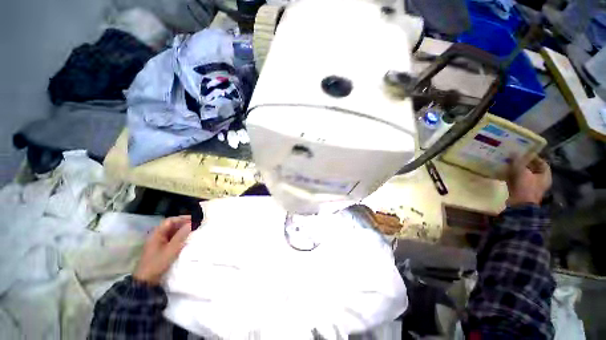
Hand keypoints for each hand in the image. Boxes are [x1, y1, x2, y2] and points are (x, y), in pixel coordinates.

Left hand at [133, 216, 191, 284]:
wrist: (146, 281)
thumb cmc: (157, 263)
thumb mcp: (171, 249)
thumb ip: (181, 236)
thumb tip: (191, 223)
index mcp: (157, 234)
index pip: (170, 221)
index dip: (182, 218)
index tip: (195, 219)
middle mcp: (157, 236)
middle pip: (172, 225)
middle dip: (184, 223)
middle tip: (196, 224)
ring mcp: (159, 242)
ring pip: (173, 232)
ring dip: (183, 230)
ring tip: (194, 230)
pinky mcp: (162, 249)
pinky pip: (172, 239)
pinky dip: (180, 237)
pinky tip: (187, 239)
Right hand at [506, 157, 551, 206]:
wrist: (519, 205)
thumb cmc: (525, 187)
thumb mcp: (521, 171)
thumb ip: (517, 161)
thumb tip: (513, 152)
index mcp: (545, 175)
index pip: (542, 162)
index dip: (533, 156)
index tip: (523, 152)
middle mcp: (541, 180)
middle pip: (532, 169)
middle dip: (523, 163)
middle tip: (513, 157)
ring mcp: (531, 187)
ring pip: (524, 175)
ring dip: (517, 170)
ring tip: (507, 164)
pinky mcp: (522, 191)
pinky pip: (518, 181)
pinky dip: (512, 176)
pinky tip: (505, 173)